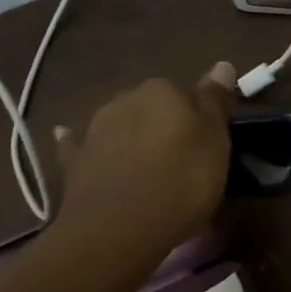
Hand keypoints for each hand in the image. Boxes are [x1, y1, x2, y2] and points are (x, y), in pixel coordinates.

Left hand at [52, 63, 235, 261]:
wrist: (119, 227)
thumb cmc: (181, 181)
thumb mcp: (215, 141)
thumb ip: (215, 101)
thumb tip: (222, 64)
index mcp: (162, 90)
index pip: (186, 94)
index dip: (197, 119)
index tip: (206, 145)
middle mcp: (125, 99)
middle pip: (151, 108)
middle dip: (162, 127)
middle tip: (179, 161)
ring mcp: (94, 129)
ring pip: (119, 125)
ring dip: (129, 137)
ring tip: (143, 167)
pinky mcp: (73, 160)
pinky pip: (79, 145)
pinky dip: (80, 143)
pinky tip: (68, 138)